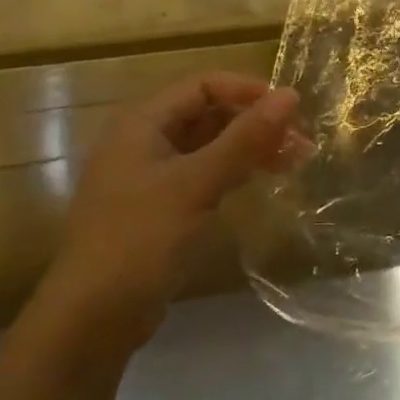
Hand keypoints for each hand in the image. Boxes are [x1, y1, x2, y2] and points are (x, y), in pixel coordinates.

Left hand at [43, 72, 302, 343]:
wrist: (96, 314)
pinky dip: (238, 172)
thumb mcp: (197, 183)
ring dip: (252, 148)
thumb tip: (290, 96)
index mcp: (143, 124)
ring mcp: (153, 177)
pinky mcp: (164, 208)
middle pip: (209, 114)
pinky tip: (265, 181)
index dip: (249, 91)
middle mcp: (145, 142)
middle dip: (256, 122)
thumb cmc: (141, 238)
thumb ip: (245, 139)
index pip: (203, 85)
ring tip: (297, 161)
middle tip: (303, 142)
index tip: (292, 110)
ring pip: (211, 146)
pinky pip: (207, 175)